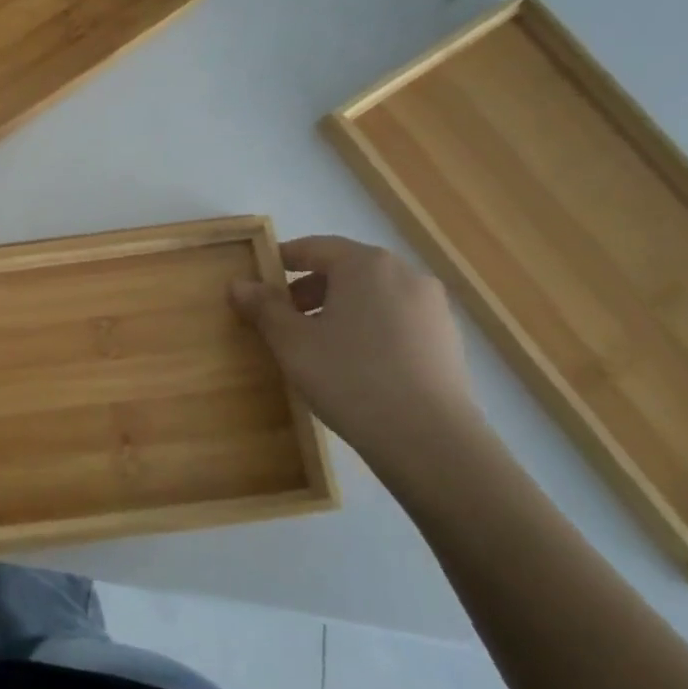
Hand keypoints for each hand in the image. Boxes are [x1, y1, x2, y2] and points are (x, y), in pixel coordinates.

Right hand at [229, 236, 485, 472]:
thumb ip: (264, 307)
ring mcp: (433, 308)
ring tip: (317, 345)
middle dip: (309, 290)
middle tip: (282, 319)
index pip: (314, 247)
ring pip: (373, 296)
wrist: (431, 440)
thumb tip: (239, 284)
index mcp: (366, 264)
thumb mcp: (292, 342)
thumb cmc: (350, 377)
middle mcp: (405, 274)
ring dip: (339, 310)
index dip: (281, 261)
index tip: (258, 283)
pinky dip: (369, 329)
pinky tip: (354, 365)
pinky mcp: (448, 341)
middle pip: (346, 270)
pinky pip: (396, 321)